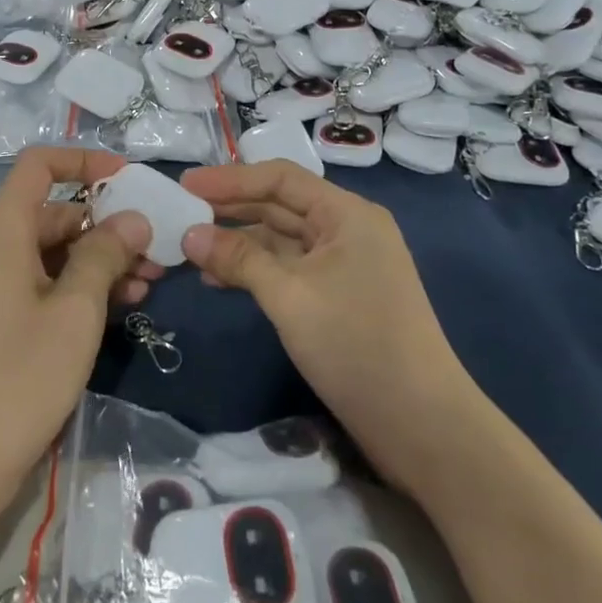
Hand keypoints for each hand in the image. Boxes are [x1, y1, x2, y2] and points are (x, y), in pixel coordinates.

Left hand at [0, 147, 157, 494]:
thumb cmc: (17, 377)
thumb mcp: (75, 312)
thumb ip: (105, 255)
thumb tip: (132, 218)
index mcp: (2, 232)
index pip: (39, 166)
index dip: (84, 161)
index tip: (129, 179)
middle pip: (54, 212)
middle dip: (107, 224)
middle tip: (156, 250)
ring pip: (54, 253)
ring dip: (101, 261)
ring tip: (150, 284)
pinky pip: (44, 285)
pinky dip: (81, 289)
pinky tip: (122, 307)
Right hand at [179, 161, 466, 490]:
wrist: (421, 424)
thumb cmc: (355, 344)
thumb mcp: (289, 296)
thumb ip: (238, 259)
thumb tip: (189, 235)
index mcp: (346, 214)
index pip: (280, 178)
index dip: (230, 179)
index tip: (185, 185)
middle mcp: (347, 230)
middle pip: (280, 206)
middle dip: (230, 210)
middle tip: (180, 214)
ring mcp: (344, 265)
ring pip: (282, 240)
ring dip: (239, 243)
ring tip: (191, 250)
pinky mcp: (338, 297)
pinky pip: (289, 269)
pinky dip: (255, 271)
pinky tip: (219, 281)